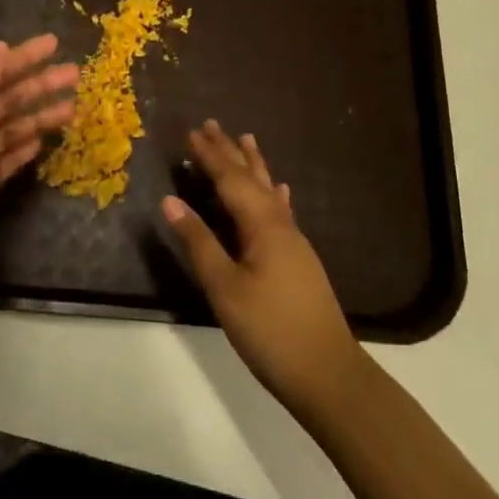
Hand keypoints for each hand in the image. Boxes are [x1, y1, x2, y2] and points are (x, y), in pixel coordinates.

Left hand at [0, 35, 77, 311]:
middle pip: (4, 101)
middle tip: (75, 75)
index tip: (54, 43)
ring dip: (37, 117)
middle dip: (38, 85)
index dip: (22, 57)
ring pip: (8, 130)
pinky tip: (41, 143)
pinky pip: (3, 160)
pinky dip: (22, 149)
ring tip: (72, 110)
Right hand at [163, 121, 363, 417]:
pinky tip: (281, 191)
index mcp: (261, 225)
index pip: (230, 180)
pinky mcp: (299, 260)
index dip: (210, 156)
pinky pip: (282, 211)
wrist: (328, 374)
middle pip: (252, 178)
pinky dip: (275, 195)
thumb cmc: (271, 330)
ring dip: (254, 166)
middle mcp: (280, 225)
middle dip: (230, 152)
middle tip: (212, 124)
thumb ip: (199, 242)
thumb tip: (171, 200)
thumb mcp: (225, 288)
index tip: (191, 132)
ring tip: (247, 140)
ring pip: (269, 191)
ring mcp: (294, 242)